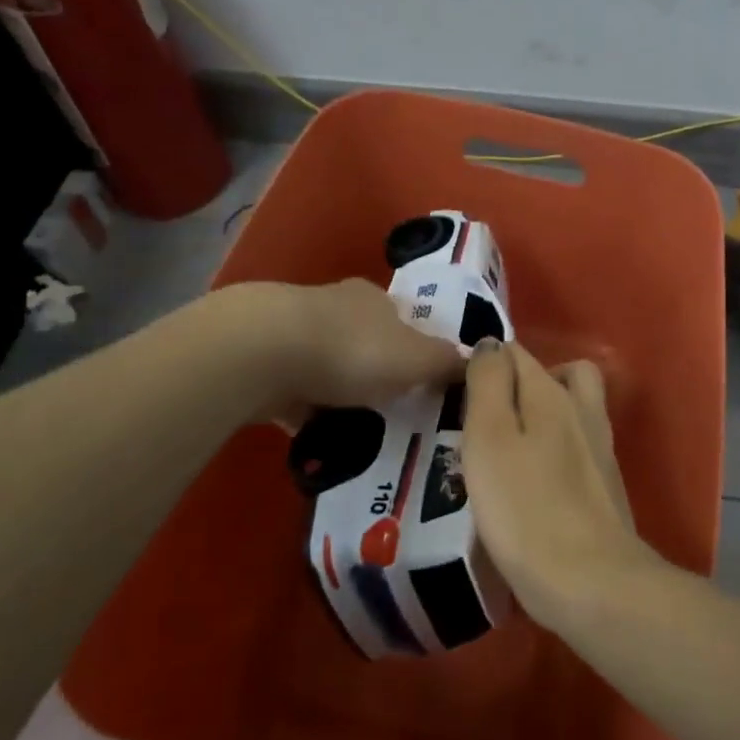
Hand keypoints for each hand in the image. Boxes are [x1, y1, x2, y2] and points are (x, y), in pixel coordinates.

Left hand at [215, 279, 464, 424]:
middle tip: (391, 412)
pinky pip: (294, 392)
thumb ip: (447, 362)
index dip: (414, 350)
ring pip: (327, 366)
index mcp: (374, 299)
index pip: (402, 320)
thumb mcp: (417, 359)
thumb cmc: (353, 350)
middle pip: (363, 341)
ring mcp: (293, 333)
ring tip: (355, 431)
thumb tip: (478, 358)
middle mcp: (334, 307)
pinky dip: (306, 412)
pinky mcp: (262, 362)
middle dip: (375, 373)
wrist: (262, 353)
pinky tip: (315, 439)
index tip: (421, 383)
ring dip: (338, 393)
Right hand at [460, 340, 652, 632]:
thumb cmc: (525, 508)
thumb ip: (488, 384)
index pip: (516, 353)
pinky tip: (532, 482)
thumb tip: (491, 344)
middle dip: (523, 383)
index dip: (486, 365)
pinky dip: (556, 450)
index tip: (459, 395)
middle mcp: (583, 409)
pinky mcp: (606, 485)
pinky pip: (578, 447)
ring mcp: (600, 448)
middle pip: (556, 374)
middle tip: (490, 416)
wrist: (591, 582)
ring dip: (543, 415)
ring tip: (508, 448)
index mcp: (552, 393)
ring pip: (572, 409)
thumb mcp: (489, 438)